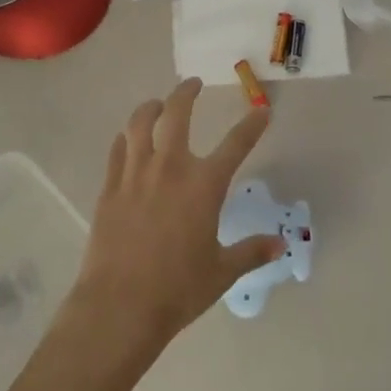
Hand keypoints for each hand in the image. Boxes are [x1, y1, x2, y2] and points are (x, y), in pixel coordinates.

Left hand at [64, 79, 282, 365]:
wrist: (120, 306)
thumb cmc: (178, 290)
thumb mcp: (222, 272)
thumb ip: (251, 252)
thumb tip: (280, 245)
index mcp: (204, 184)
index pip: (236, 144)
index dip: (252, 125)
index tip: (262, 111)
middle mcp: (170, 167)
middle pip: (177, 114)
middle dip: (186, 93)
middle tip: (193, 84)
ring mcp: (135, 174)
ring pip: (139, 123)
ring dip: (150, 107)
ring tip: (157, 104)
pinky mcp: (110, 187)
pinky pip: (118, 150)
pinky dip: (126, 138)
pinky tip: (128, 139)